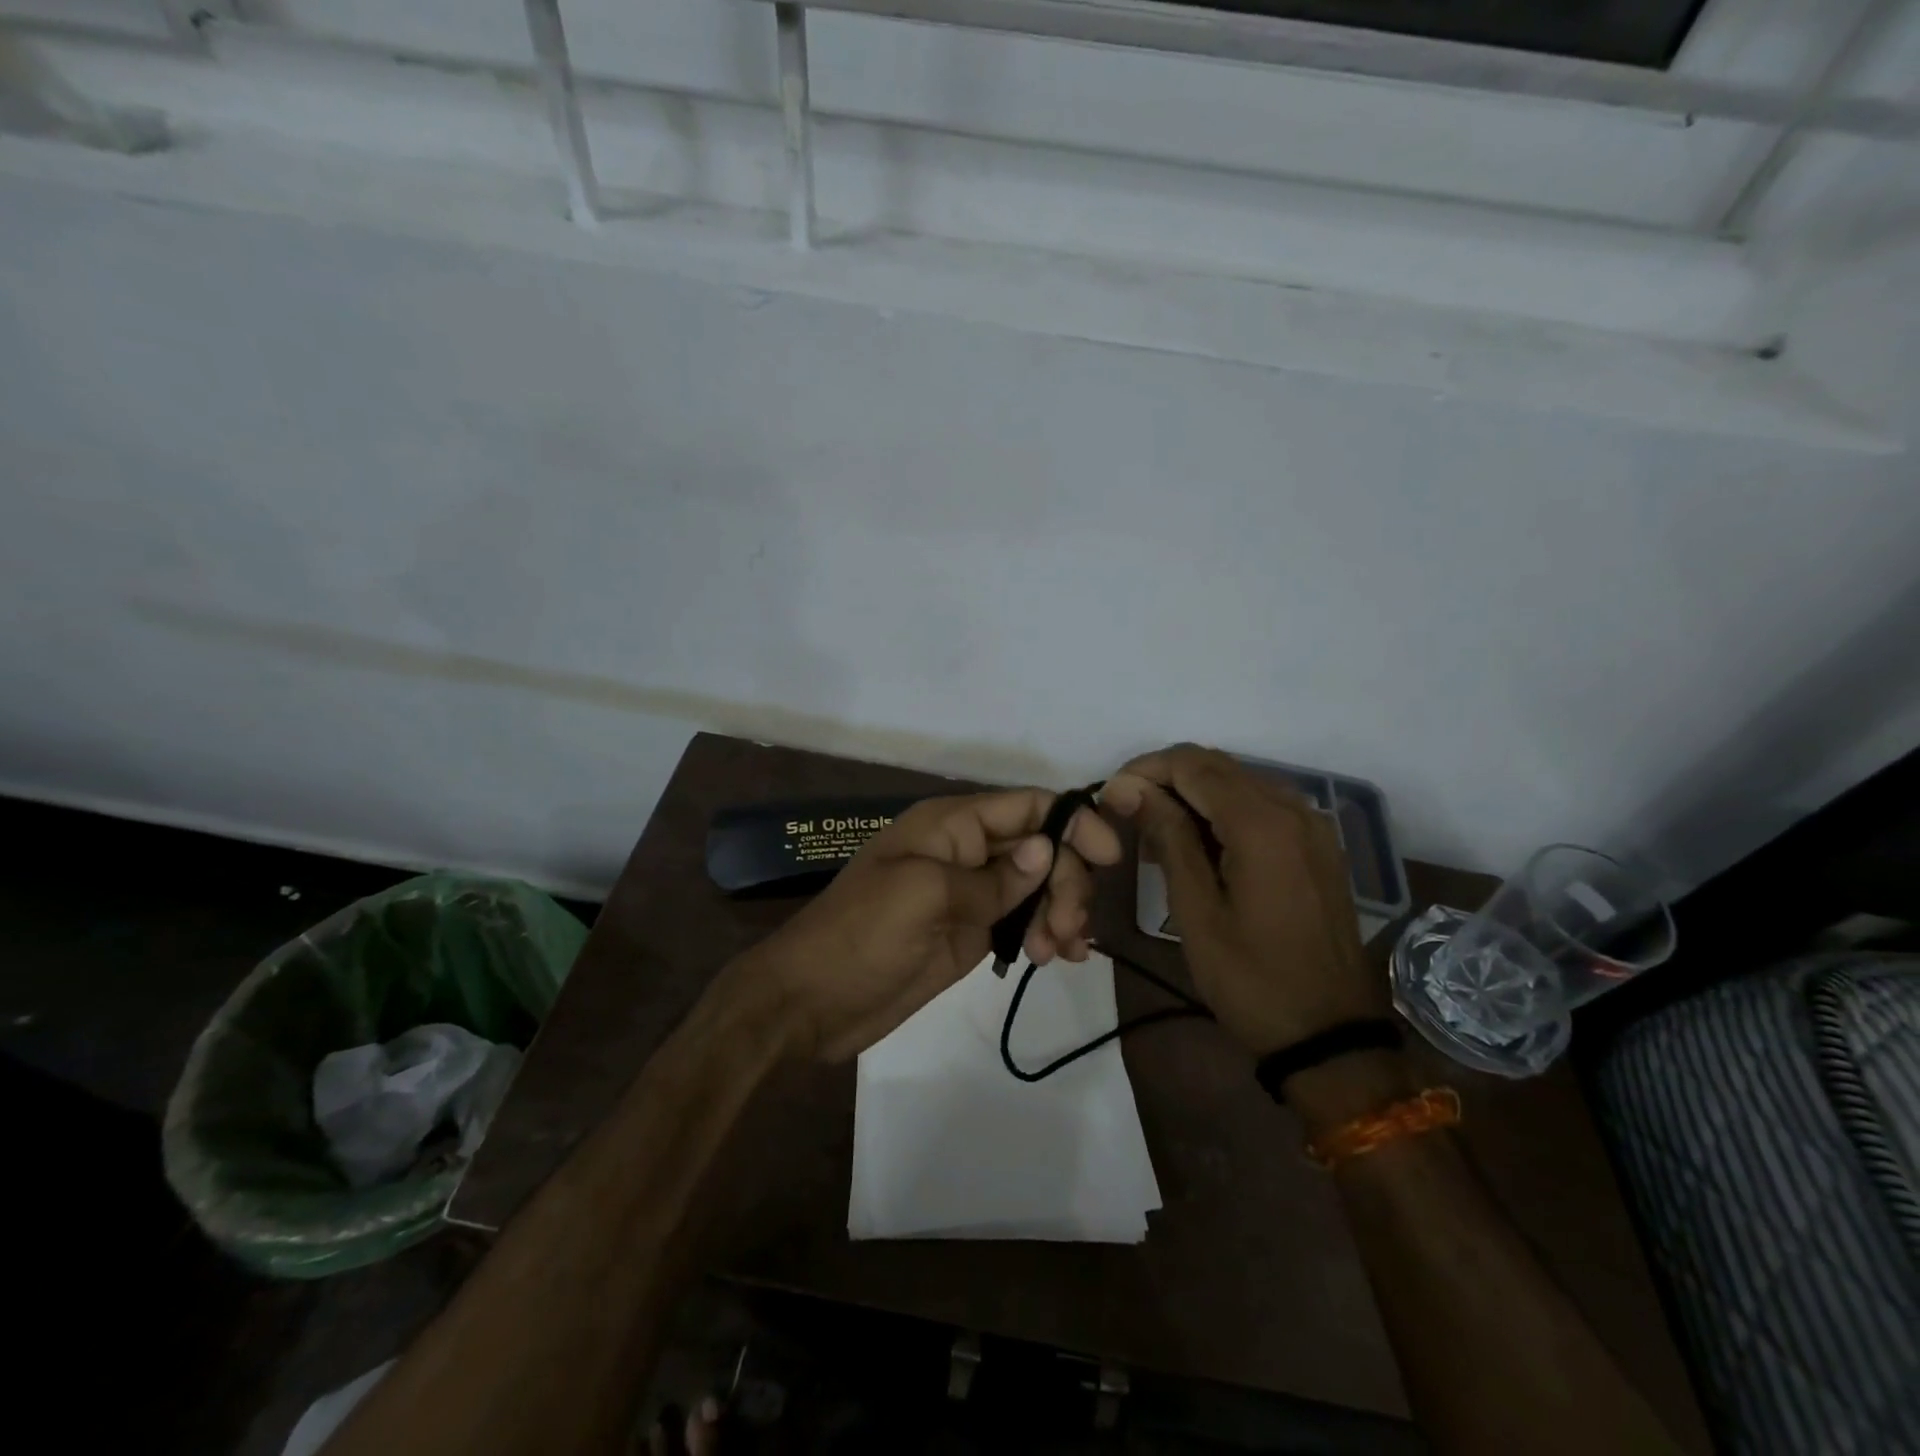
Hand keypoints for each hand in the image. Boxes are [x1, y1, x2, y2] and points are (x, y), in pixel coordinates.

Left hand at [735, 788, 1121, 1061]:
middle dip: (1065, 881)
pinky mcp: (972, 933)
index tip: (1108, 857)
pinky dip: (1049, 933)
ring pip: (1038, 885)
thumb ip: (992, 877)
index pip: (1026, 805)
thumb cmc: (860, 936)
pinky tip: (1063, 957)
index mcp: (951, 824)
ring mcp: (971, 894)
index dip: (1072, 822)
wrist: (811, 1002)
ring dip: (1061, 910)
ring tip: (1060, 952)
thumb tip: (1047, 847)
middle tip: (1066, 928)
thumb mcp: (924, 897)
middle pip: (1041, 847)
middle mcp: (966, 851)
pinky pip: (1024, 921)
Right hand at [1103, 745, 1379, 1054]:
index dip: (1144, 770)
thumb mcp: (1196, 910)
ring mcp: (1312, 825)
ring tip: (1155, 832)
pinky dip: (1223, 810)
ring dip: (1193, 794)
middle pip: (1217, 766)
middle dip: (1166, 778)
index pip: (1191, 765)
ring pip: (1239, 781)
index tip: (1110, 796)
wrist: (1330, 1035)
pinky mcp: (1317, 844)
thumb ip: (1167, 837)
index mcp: (1261, 823)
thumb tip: (1128, 787)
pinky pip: (1262, 804)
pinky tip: (1198, 844)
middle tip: (1126, 813)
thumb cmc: (1251, 978)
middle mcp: (1292, 808)